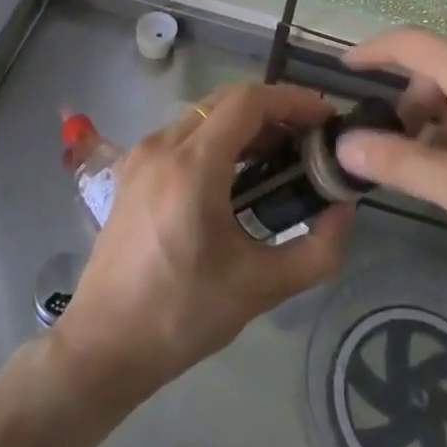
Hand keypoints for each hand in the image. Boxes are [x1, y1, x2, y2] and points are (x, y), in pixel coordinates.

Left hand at [52, 83, 352, 402]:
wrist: (103, 345)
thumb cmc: (181, 316)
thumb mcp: (260, 288)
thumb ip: (317, 250)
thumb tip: (344, 209)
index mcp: (192, 166)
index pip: (248, 101)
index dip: (292, 100)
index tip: (325, 119)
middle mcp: (162, 146)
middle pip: (227, 100)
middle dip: (274, 110)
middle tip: (309, 139)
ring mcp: (141, 154)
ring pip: (204, 113)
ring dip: (246, 123)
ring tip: (282, 155)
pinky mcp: (132, 170)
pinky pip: (184, 133)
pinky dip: (218, 137)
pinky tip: (238, 172)